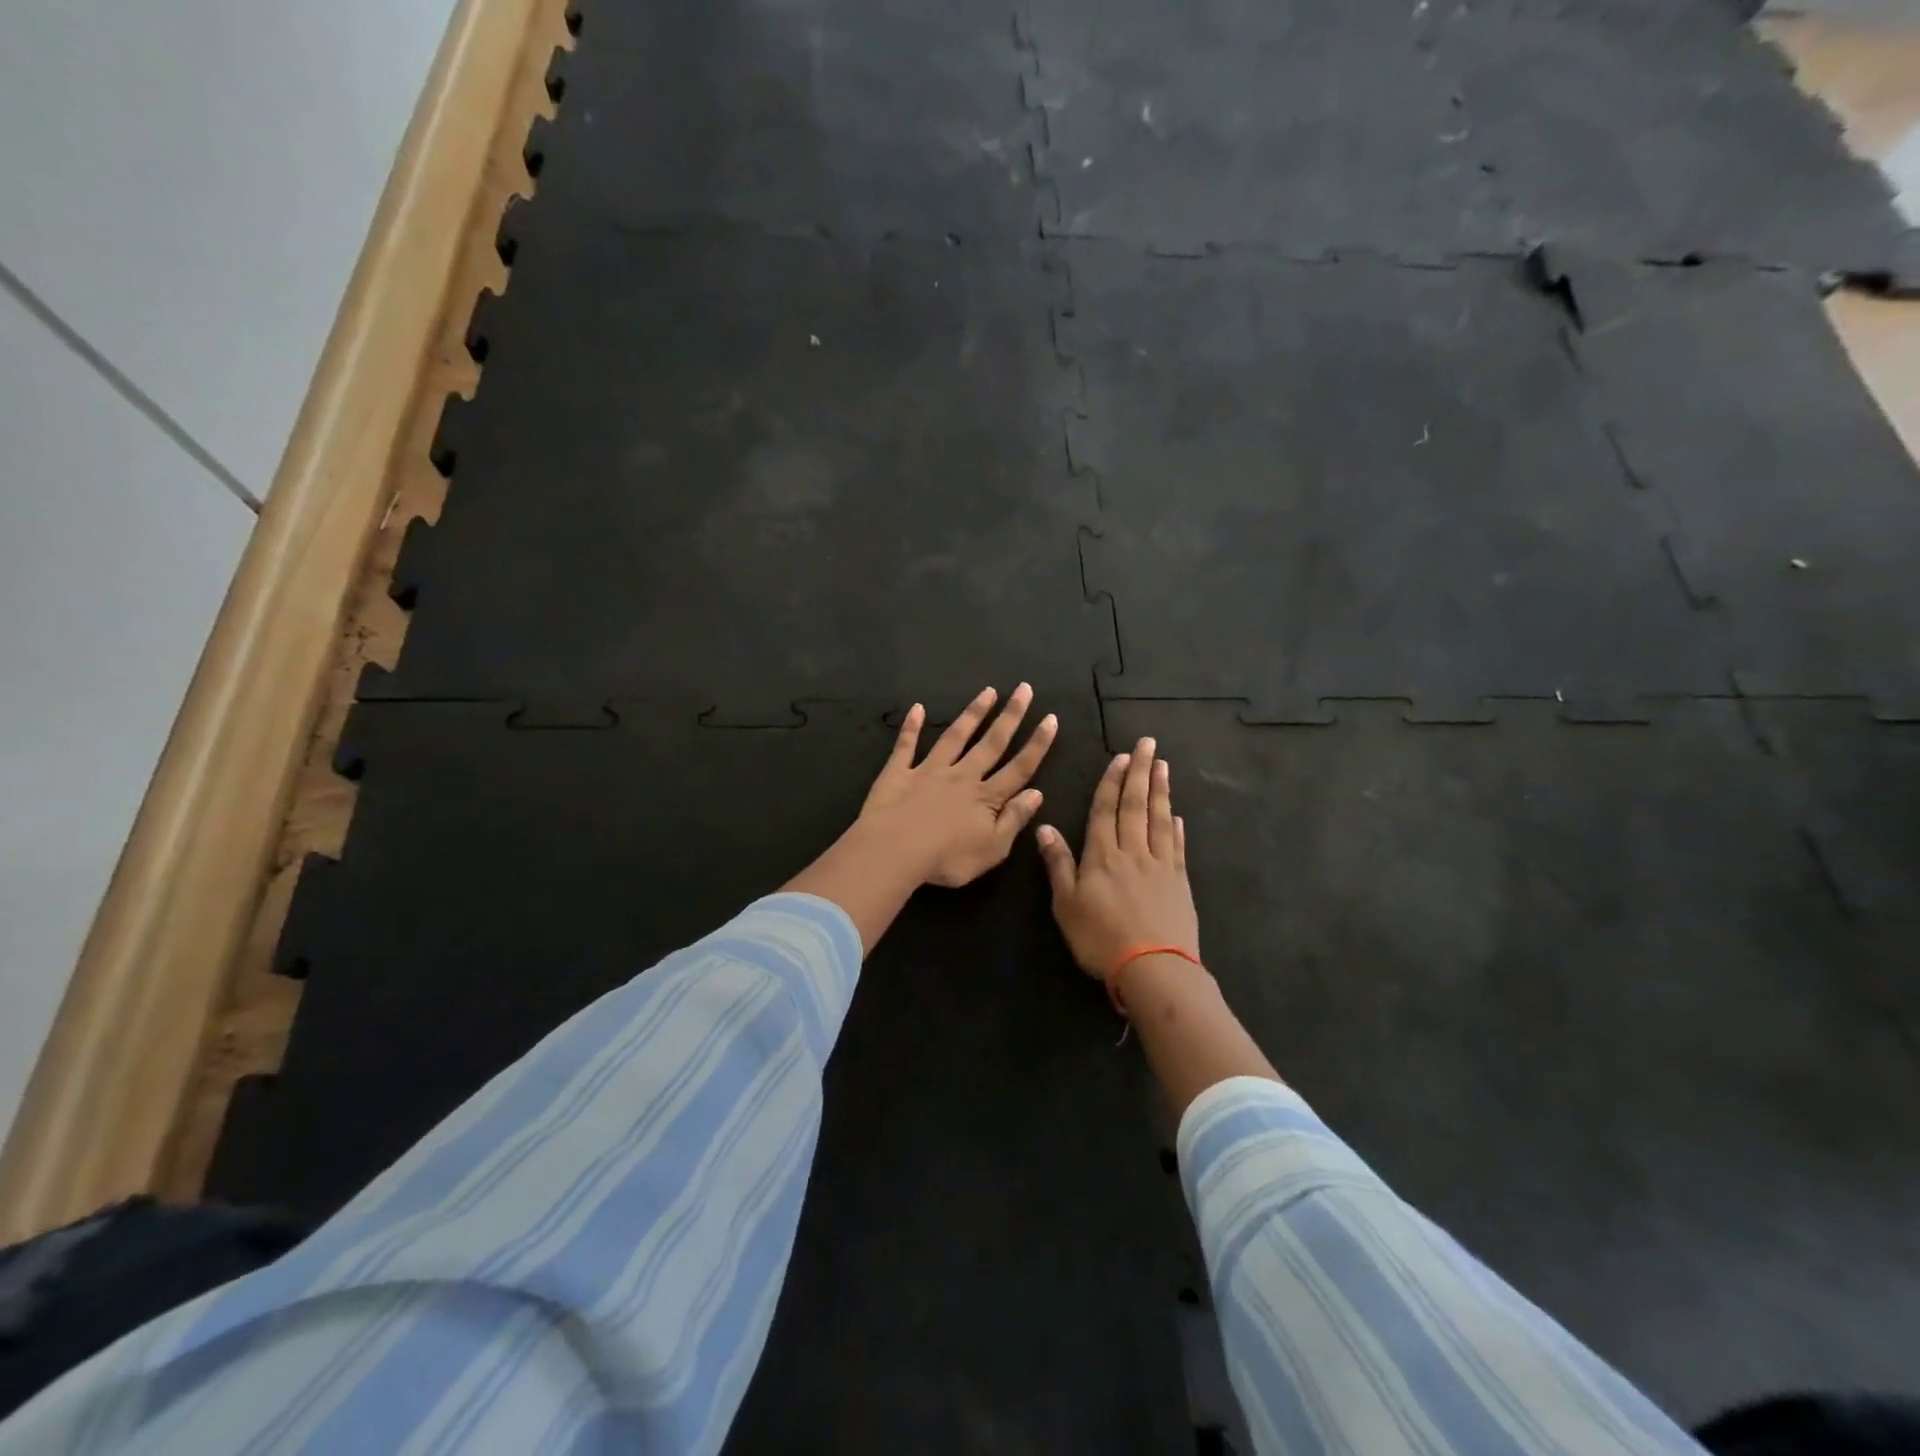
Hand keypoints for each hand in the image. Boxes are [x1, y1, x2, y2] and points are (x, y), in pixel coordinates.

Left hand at [857, 684, 1057, 888]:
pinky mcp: (898, 772)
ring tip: (988, 691)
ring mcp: (929, 771)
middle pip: (991, 743)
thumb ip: (1014, 820)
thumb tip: (1036, 793)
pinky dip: (911, 726)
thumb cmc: (947, 859)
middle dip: (1010, 716)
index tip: (1051, 718)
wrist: (894, 851)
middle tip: (1024, 689)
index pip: (1019, 768)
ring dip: (972, 713)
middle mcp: (962, 776)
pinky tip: (917, 708)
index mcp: (986, 798)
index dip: (1037, 744)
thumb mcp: (992, 850)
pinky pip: (906, 746)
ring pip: (955, 737)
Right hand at [1036, 737, 1199, 983]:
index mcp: (1102, 855)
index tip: (1120, 756)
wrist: (1153, 968)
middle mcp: (1132, 852)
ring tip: (1162, 766)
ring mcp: (1160, 866)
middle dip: (1139, 772)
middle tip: (1147, 744)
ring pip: (1159, 819)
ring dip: (1160, 791)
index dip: (1111, 782)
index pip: (1105, 810)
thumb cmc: (1100, 939)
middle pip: (1135, 805)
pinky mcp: (1179, 883)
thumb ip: (1058, 864)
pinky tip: (1177, 815)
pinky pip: (1177, 847)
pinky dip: (1177, 828)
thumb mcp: (1066, 904)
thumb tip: (1044, 827)